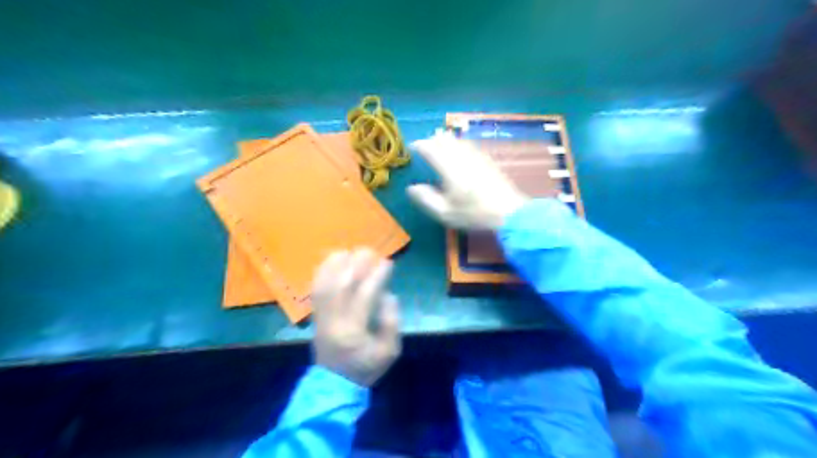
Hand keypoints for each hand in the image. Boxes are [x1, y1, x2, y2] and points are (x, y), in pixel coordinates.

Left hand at [309, 249, 401, 387]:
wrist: (334, 384)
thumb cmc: (365, 368)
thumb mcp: (389, 351)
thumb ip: (391, 322)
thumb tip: (386, 295)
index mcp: (354, 330)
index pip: (365, 295)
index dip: (377, 276)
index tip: (388, 263)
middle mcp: (334, 320)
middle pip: (342, 284)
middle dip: (357, 264)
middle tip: (369, 251)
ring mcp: (321, 317)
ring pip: (326, 284)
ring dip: (337, 264)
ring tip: (349, 251)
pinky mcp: (316, 316)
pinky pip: (316, 289)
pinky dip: (322, 272)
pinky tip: (330, 262)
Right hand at [405, 132, 526, 231]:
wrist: (508, 212)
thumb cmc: (474, 214)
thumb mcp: (445, 213)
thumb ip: (426, 199)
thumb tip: (410, 189)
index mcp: (449, 169)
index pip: (431, 149)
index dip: (420, 145)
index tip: (412, 146)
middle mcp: (462, 158)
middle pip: (446, 141)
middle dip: (433, 139)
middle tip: (425, 142)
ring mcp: (476, 158)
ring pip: (459, 141)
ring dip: (447, 139)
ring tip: (440, 139)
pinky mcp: (487, 161)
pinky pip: (470, 146)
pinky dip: (460, 143)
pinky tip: (461, 147)